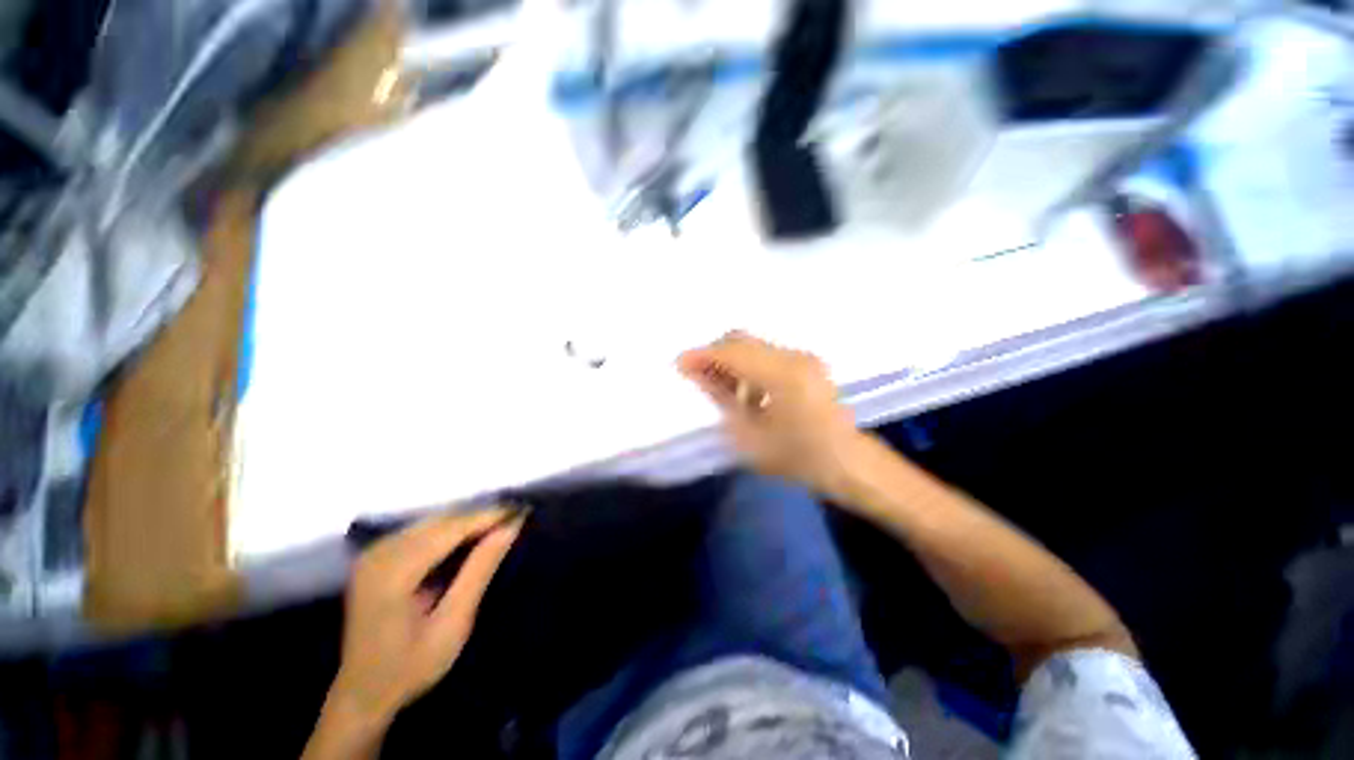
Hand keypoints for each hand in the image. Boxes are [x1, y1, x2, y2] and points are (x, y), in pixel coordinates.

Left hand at [328, 509, 523, 727]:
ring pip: (433, 521)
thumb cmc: (410, 668)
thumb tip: (511, 527)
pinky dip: (450, 531)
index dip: (489, 516)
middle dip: (481, 517)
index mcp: (394, 571)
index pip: (451, 528)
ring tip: (500, 528)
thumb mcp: (453, 624)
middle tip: (516, 520)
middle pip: (442, 520)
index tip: (523, 510)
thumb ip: (480, 570)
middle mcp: (380, 553)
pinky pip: (421, 531)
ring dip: (467, 522)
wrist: (361, 695)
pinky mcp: (376, 557)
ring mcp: (374, 553)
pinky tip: (469, 542)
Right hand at [678, 331, 863, 494]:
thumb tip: (699, 375)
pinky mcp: (807, 365)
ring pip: (754, 346)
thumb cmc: (797, 457)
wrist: (848, 464)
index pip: (733, 353)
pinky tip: (741, 387)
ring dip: (731, 360)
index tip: (679, 363)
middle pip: (743, 340)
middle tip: (695, 374)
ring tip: (716, 384)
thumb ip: (722, 399)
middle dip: (715, 354)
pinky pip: (767, 355)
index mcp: (783, 375)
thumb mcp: (750, 435)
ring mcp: (803, 358)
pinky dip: (747, 365)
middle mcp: (794, 357)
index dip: (703, 356)